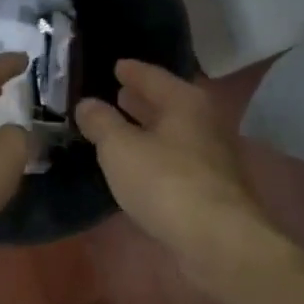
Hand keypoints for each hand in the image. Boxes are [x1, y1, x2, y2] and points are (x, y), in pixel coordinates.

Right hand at [76, 60, 271, 272]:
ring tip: (121, 128)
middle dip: (141, 99)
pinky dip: (156, 155)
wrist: (216, 238)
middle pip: (167, 103)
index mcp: (185, 102)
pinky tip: (139, 165)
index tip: (116, 65)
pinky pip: (176, 160)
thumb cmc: (165, 182)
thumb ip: (101, 123)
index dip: (131, 71)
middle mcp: (204, 122)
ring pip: (173, 133)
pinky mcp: (211, 187)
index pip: (153, 76)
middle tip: (116, 93)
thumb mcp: (120, 148)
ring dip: (149, 129)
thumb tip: (87, 103)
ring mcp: (212, 156)